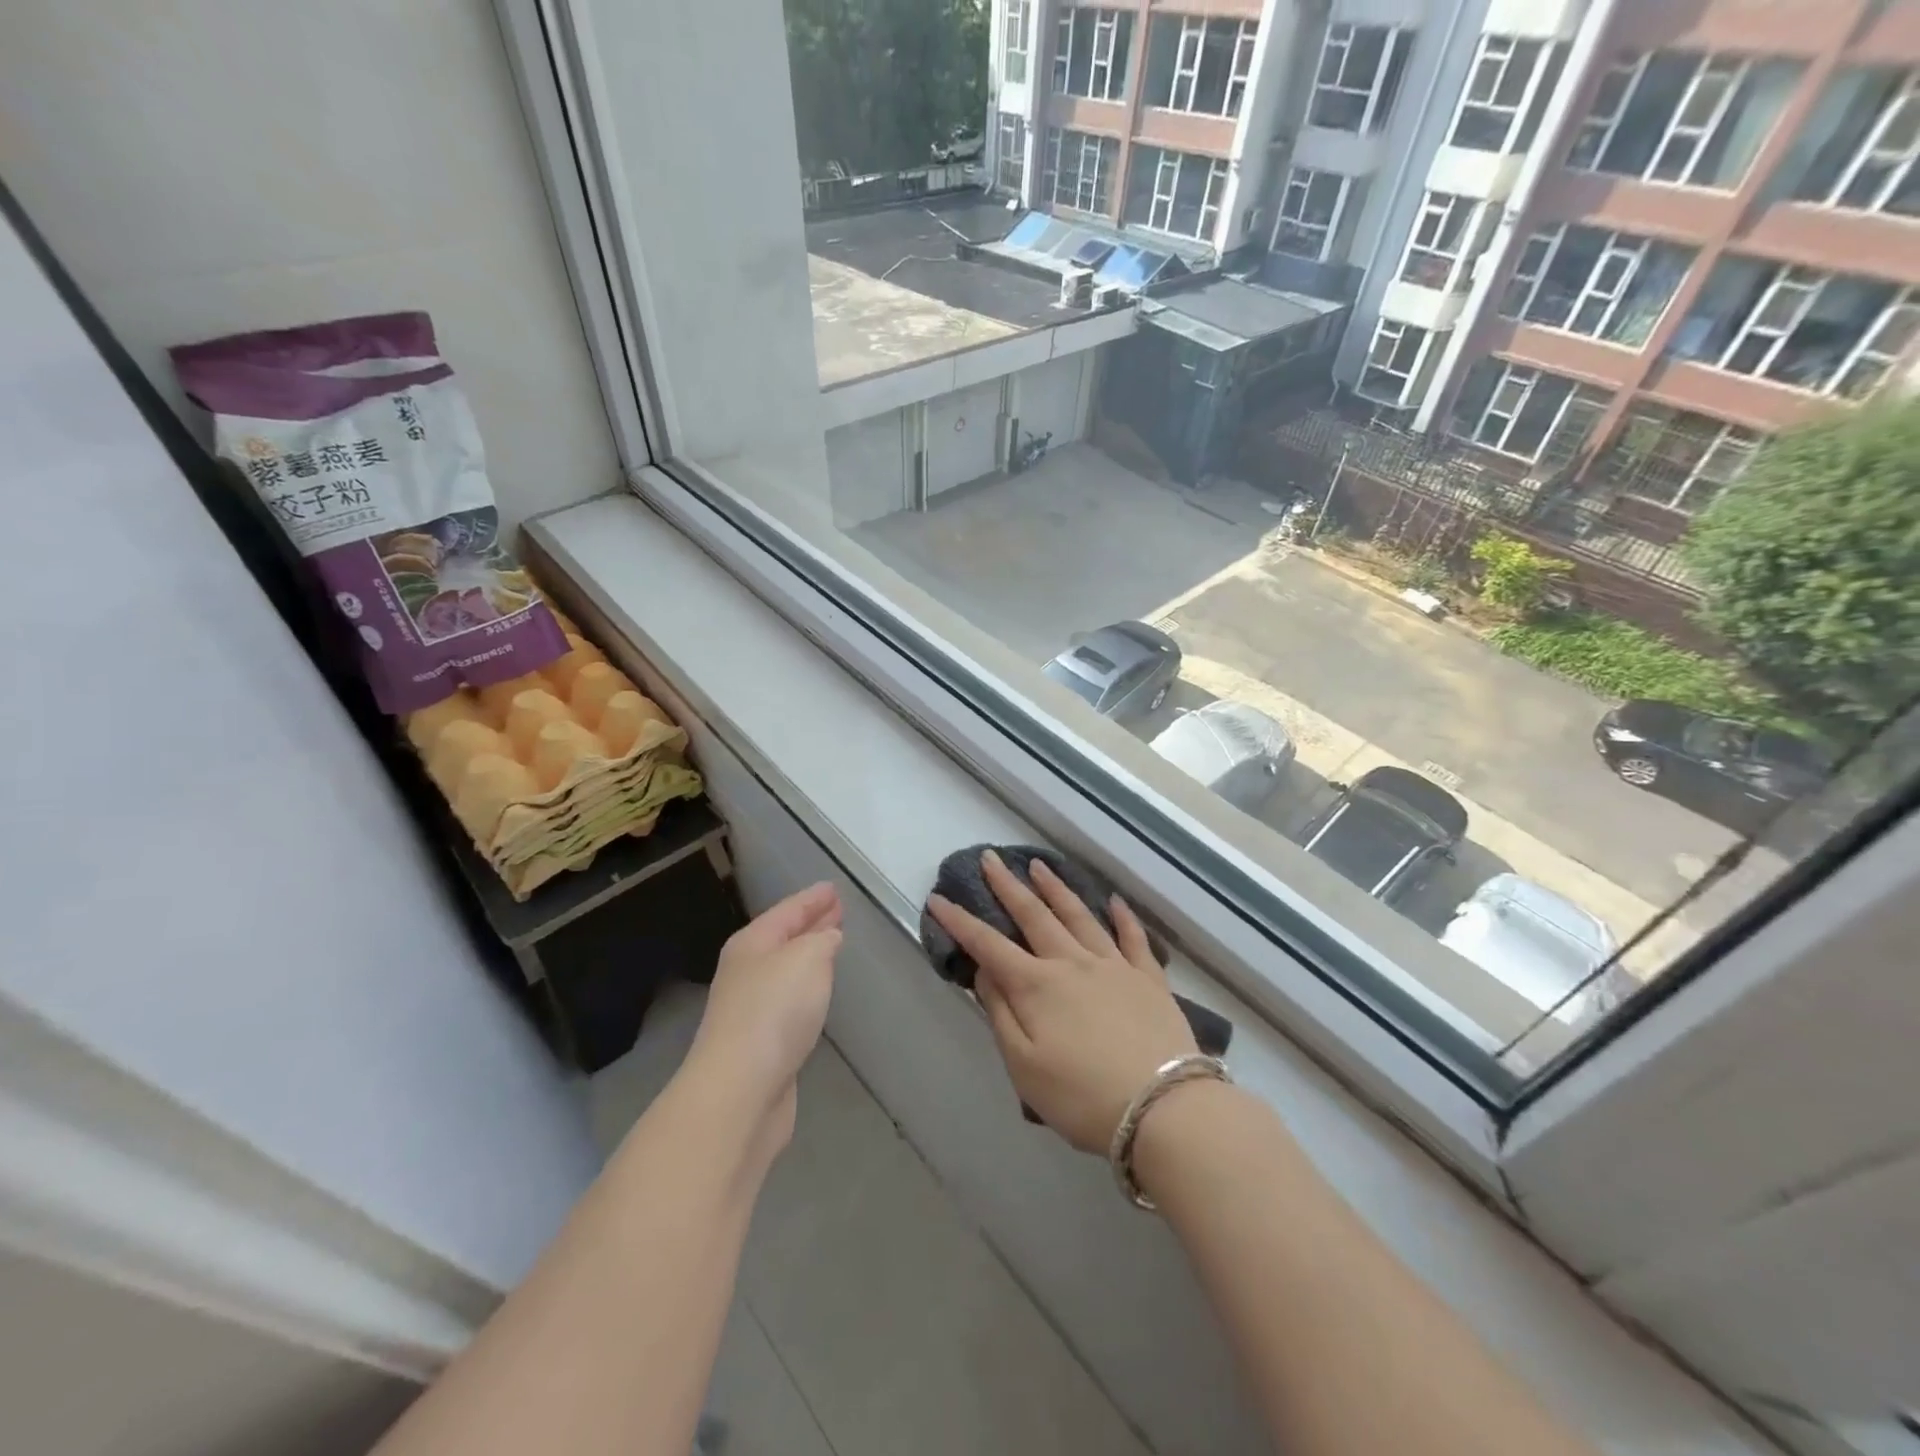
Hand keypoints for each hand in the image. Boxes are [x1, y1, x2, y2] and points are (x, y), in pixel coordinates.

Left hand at [688, 883, 841, 1143]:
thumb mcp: (807, 959)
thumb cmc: (773, 1012)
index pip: (787, 911)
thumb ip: (822, 941)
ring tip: (834, 946)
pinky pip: (789, 1002)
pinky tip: (819, 994)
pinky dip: (807, 990)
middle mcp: (746, 971)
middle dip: (811, 924)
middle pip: (783, 938)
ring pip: (787, 970)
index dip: (811, 898)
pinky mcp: (761, 1044)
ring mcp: (750, 1009)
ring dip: (810, 957)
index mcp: (751, 944)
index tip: (833, 888)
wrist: (740, 1091)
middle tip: (838, 911)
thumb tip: (828, 939)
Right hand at [927, 852, 1195, 1153]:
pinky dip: (1122, 916)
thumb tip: (983, 972)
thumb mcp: (1024, 1066)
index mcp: (1037, 986)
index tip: (938, 899)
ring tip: (1039, 865)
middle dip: (1008, 886)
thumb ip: (1000, 1014)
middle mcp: (1072, 963)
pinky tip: (1114, 901)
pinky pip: (1133, 938)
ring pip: (1079, 916)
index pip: (988, 945)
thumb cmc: (1082, 1097)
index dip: (960, 922)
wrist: (1164, 1108)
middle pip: (1034, 915)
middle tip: (990, 858)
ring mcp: (1114, 966)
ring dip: (1056, 888)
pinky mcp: (1149, 978)